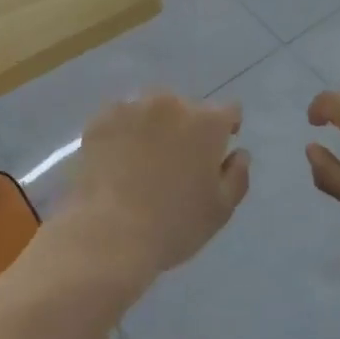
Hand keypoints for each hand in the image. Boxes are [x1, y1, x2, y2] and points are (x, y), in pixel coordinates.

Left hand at [57, 92, 249, 285]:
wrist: (108, 235)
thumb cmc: (173, 225)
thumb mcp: (220, 210)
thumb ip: (237, 175)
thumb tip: (239, 153)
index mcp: (206, 122)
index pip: (228, 111)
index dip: (226, 129)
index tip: (216, 152)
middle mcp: (171, 103)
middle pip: (186, 108)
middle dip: (186, 128)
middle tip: (175, 162)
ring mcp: (132, 107)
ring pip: (151, 110)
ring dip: (153, 126)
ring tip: (142, 161)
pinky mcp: (101, 119)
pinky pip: (120, 118)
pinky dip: (122, 132)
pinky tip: (116, 160)